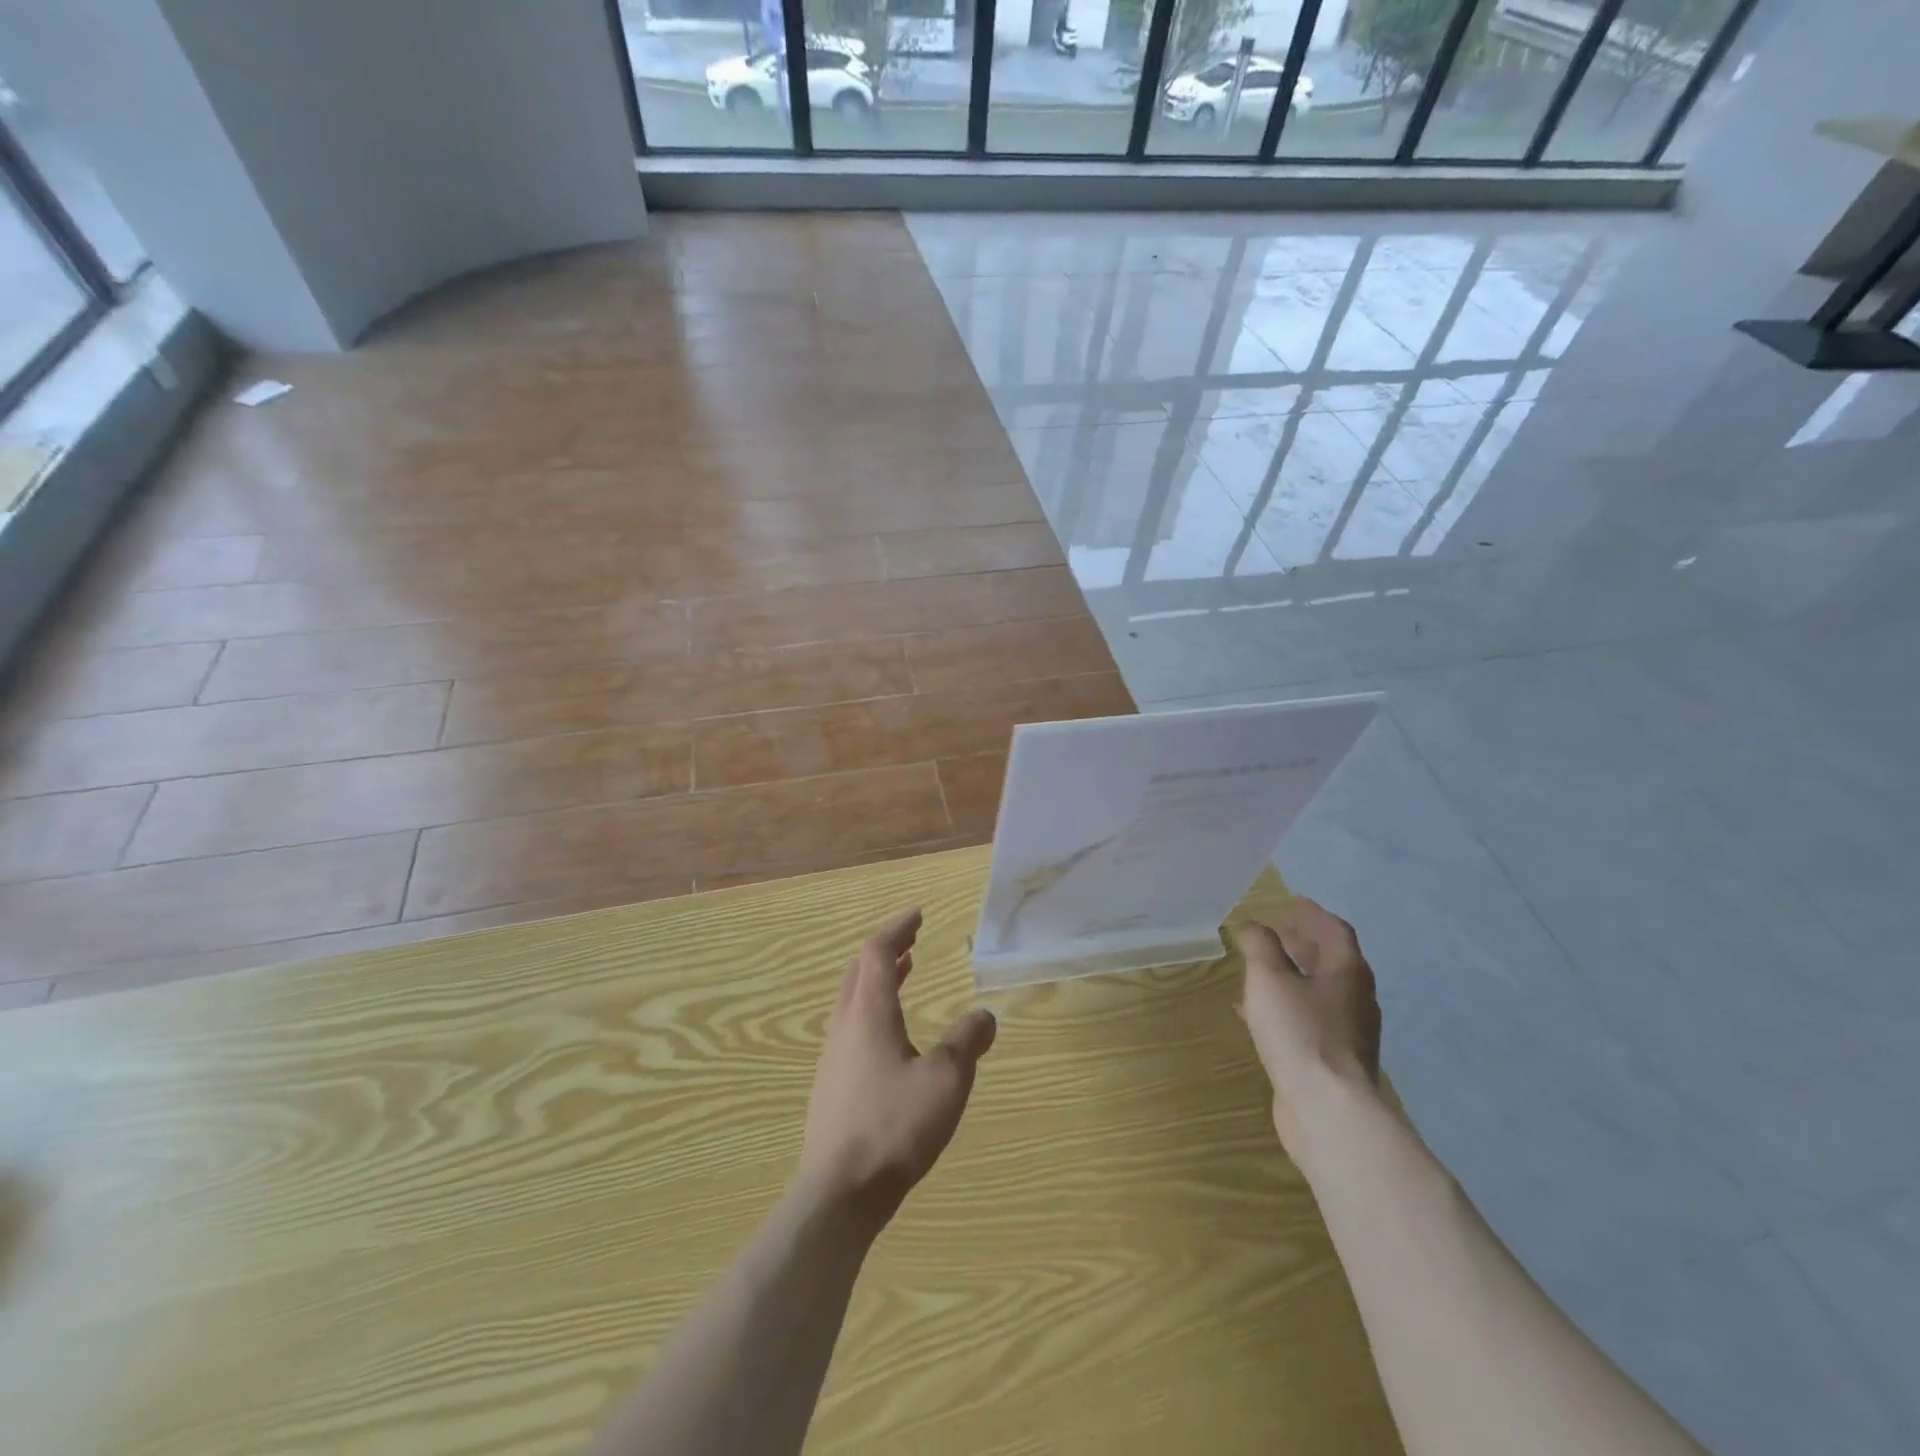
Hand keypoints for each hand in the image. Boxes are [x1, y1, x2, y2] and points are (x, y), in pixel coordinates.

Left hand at [797, 907, 996, 1225]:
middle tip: (912, 939)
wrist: (838, 1193)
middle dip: (886, 948)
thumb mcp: (945, 1081)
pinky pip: (851, 1026)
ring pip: (852, 999)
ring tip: (904, 972)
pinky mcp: (831, 1086)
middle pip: (859, 971)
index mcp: (869, 1014)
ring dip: (878, 978)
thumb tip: (986, 1014)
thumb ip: (966, 1043)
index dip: (897, 928)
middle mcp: (845, 1026)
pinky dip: (873, 1008)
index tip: (919, 914)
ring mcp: (833, 1057)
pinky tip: (891, 1036)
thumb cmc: (894, 1126)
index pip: (876, 952)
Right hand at [1235, 897, 1381, 1159]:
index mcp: (1347, 972)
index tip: (1293, 901)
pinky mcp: (1333, 1061)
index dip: (1313, 914)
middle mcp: (1354, 999)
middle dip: (1300, 944)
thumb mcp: (1269, 978)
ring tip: (1257, 970)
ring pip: (1317, 992)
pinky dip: (1285, 1007)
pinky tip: (1255, 1015)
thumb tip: (1253, 925)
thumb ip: (1259, 946)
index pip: (1335, 931)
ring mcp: (1348, 1033)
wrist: (1328, 1110)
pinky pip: (1308, 1020)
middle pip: (1329, 961)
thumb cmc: (1300, 1032)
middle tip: (1272, 933)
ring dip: (1290, 977)